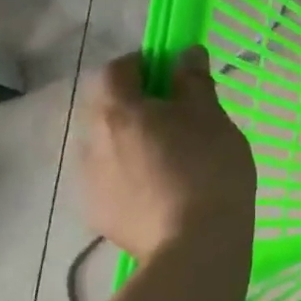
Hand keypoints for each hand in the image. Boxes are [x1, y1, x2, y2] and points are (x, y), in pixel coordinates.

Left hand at [80, 47, 255, 259]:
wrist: (195, 247)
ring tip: (169, 160)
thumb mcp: (212, 118)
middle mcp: (90, 140)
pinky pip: (110, 180)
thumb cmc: (209, 171)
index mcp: (116, 110)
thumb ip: (194, 81)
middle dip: (135, 105)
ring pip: (107, 146)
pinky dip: (129, 176)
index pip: (118, 69)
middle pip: (107, 108)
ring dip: (130, 142)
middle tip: (177, 119)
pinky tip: (159, 191)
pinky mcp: (96, 214)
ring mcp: (88, 181)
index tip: (175, 75)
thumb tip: (186, 53)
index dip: (145, 65)